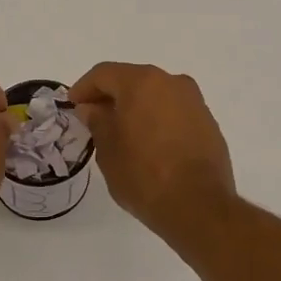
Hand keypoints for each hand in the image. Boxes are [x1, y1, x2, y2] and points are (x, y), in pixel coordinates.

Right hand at [68, 63, 236, 241]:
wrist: (198, 206)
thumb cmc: (143, 175)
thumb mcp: (108, 150)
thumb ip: (97, 121)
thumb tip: (92, 108)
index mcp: (142, 83)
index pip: (104, 74)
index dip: (84, 88)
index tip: (72, 106)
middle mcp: (172, 83)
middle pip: (132, 80)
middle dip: (111, 96)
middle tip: (93, 118)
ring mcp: (194, 102)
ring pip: (156, 95)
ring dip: (136, 108)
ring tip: (121, 133)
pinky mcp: (208, 123)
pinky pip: (174, 112)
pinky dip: (157, 120)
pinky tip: (149, 143)